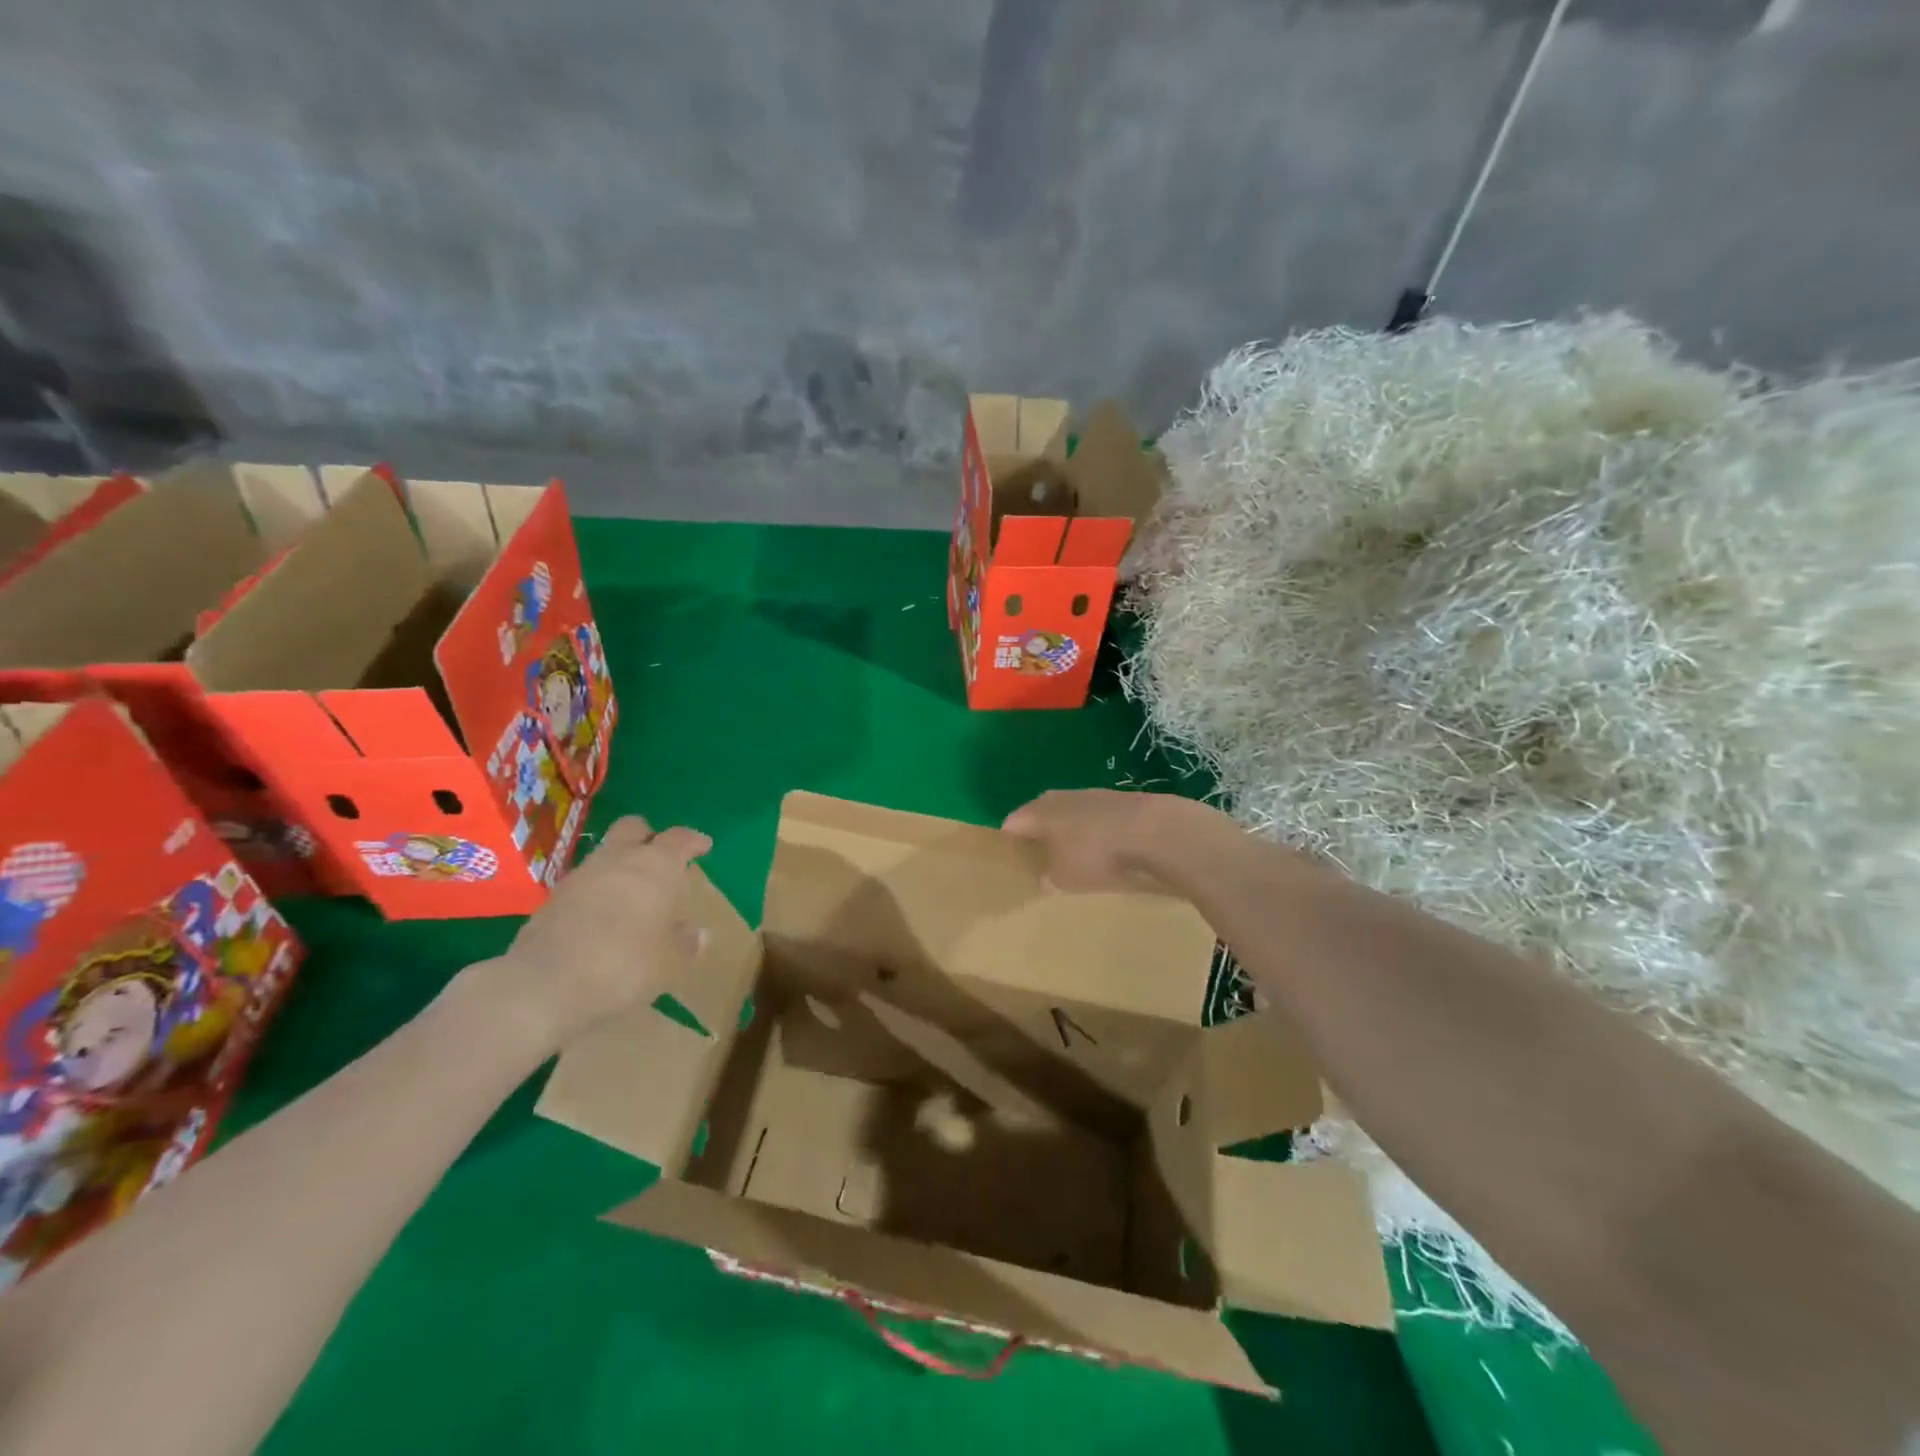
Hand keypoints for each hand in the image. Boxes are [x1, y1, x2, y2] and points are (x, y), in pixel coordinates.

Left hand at [477, 816, 711, 1049]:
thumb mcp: (669, 963)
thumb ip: (685, 943)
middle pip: (634, 828)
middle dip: (649, 837)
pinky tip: (603, 916)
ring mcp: (581, 876)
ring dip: (620, 865)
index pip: (680, 838)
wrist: (543, 987)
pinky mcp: (552, 899)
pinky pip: (584, 882)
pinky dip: (597, 890)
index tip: (703, 846)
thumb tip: (697, 933)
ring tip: (633, 893)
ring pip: (605, 854)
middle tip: (662, 859)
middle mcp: (618, 860)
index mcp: (656, 866)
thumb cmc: (624, 966)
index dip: (694, 841)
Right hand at [1002, 789, 1220, 892]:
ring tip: (1075, 860)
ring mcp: (1093, 796)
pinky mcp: (1121, 803)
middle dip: (1039, 838)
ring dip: (1070, 835)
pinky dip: (1096, 835)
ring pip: (1071, 817)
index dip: (1009, 844)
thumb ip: (1047, 875)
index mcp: (1038, 811)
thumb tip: (1045, 875)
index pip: (1012, 824)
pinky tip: (1106, 854)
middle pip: (1041, 816)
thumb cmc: (1097, 855)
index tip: (1011, 864)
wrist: (1157, 832)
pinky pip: (1097, 821)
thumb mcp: (1062, 878)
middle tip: (1040, 864)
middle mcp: (1060, 797)